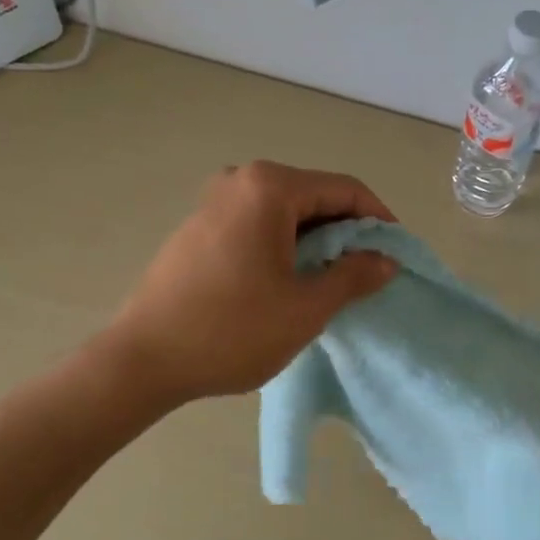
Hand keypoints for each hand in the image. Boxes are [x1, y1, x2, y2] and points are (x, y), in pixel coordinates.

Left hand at [107, 161, 398, 405]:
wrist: (144, 360)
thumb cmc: (233, 330)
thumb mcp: (306, 307)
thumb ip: (353, 276)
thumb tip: (386, 260)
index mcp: (270, 188)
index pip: (345, 189)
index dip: (379, 220)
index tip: (396, 254)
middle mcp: (240, 180)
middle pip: (314, 195)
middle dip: (347, 231)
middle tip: (367, 272)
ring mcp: (214, 201)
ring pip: (285, 212)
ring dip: (316, 240)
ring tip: (333, 281)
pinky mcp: (198, 226)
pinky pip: (257, 224)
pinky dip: (285, 244)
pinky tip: (290, 280)